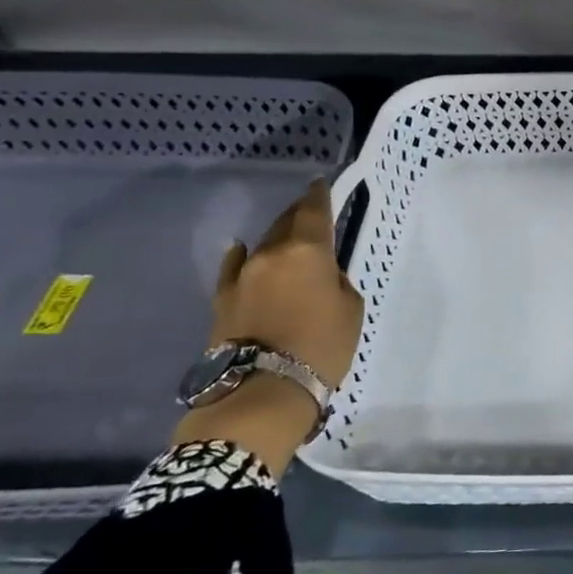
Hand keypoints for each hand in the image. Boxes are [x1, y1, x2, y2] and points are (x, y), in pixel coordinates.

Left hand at [209, 178, 363, 385]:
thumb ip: (336, 279)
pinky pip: (235, 267)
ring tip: (288, 240)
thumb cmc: (322, 346)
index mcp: (307, 250)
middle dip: (298, 215)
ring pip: (263, 245)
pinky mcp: (222, 299)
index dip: (318, 194)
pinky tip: (243, 251)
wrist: (263, 391)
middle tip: (310, 213)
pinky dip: (244, 257)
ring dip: (277, 239)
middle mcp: (271, 253)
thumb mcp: (350, 308)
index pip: (313, 209)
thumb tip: (320, 272)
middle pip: (285, 222)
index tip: (320, 183)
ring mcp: (241, 275)